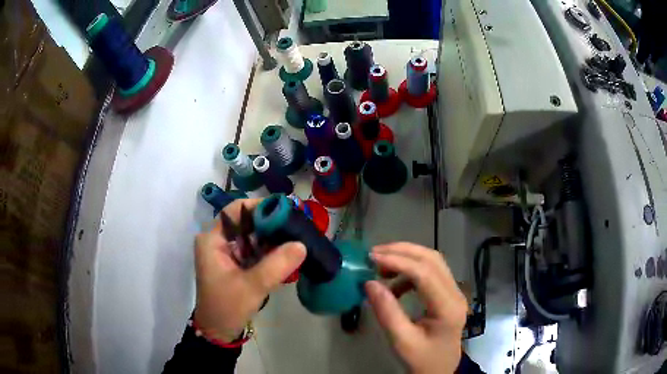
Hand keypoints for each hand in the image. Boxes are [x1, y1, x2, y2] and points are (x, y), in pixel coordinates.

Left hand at [193, 199, 306, 342]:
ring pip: (251, 236)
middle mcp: (218, 241)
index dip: (260, 207)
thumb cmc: (227, 307)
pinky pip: (253, 250)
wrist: (218, 331)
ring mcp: (226, 252)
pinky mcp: (234, 263)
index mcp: (213, 240)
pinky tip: (286, 254)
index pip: (236, 211)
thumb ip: (276, 265)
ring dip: (271, 238)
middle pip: (246, 222)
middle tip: (296, 226)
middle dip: (270, 224)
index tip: (285, 211)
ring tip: (296, 238)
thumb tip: (302, 244)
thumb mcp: (252, 286)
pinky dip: (268, 251)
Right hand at [366, 243, 467, 373]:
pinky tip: (394, 284)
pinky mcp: (448, 294)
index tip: (371, 258)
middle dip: (402, 251)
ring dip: (406, 258)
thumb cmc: (422, 360)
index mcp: (448, 308)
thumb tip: (369, 283)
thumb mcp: (401, 341)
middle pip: (432, 259)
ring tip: (380, 266)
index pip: (425, 274)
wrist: (440, 371)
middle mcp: (456, 294)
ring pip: (432, 262)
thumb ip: (387, 312)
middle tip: (373, 254)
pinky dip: (410, 271)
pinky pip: (430, 272)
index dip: (398, 262)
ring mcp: (455, 292)